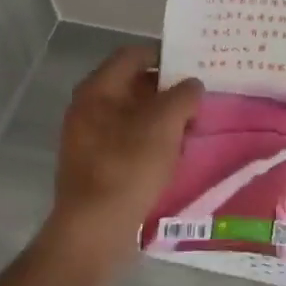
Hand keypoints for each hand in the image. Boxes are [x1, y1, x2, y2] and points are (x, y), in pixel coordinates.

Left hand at [46, 45, 203, 268]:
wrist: (94, 230)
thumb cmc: (128, 166)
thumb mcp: (165, 123)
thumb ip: (183, 96)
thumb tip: (192, 85)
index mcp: (98, 89)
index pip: (134, 55)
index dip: (165, 56)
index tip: (193, 66)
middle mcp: (87, 108)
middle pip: (133, 86)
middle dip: (167, 91)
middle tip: (197, 100)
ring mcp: (87, 139)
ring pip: (132, 116)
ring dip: (161, 119)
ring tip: (191, 129)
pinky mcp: (94, 166)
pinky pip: (126, 142)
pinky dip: (150, 143)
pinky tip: (172, 157)